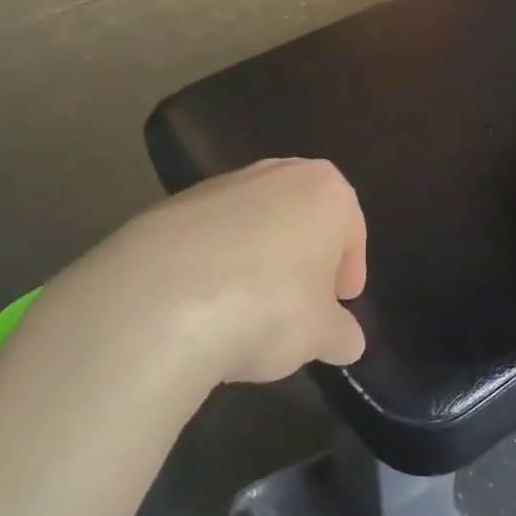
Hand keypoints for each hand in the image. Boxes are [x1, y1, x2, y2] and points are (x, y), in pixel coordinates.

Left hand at [28, 158, 367, 393]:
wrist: (164, 300)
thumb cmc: (271, 307)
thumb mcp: (321, 335)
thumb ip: (341, 334)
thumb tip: (347, 342)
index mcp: (326, 191)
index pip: (351, 229)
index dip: (350, 269)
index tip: (341, 302)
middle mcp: (276, 174)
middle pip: (301, 217)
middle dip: (304, 258)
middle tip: (302, 302)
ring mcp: (219, 185)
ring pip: (254, 224)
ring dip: (258, 260)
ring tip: (247, 312)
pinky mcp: (170, 207)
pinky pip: (209, 238)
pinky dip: (215, 265)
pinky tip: (205, 308)